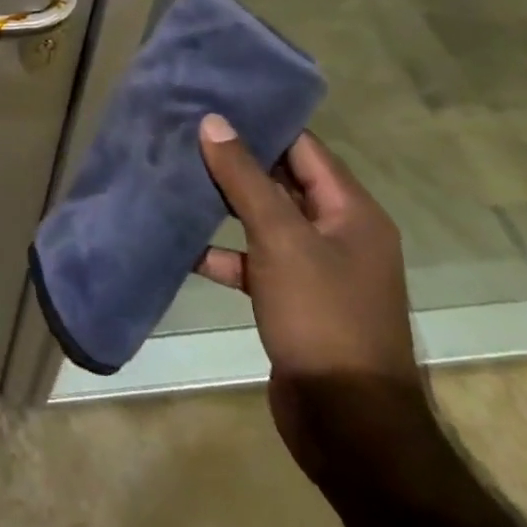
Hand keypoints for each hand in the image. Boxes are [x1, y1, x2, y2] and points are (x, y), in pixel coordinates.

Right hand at [196, 120, 438, 488]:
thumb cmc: (323, 317)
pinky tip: (184, 245)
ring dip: (224, 204)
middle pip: (281, 180)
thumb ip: (244, 177)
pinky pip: (254, 261)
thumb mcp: (281, 238)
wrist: (348, 426)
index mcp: (351, 211)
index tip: (214, 100)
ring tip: (175, 175)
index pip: (303, 147)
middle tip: (184, 131)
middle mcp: (338, 233)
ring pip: (263, 220)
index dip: (261, 122)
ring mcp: (315, 269)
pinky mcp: (292, 300)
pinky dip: (223, 253)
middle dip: (234, 159)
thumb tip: (214, 121)